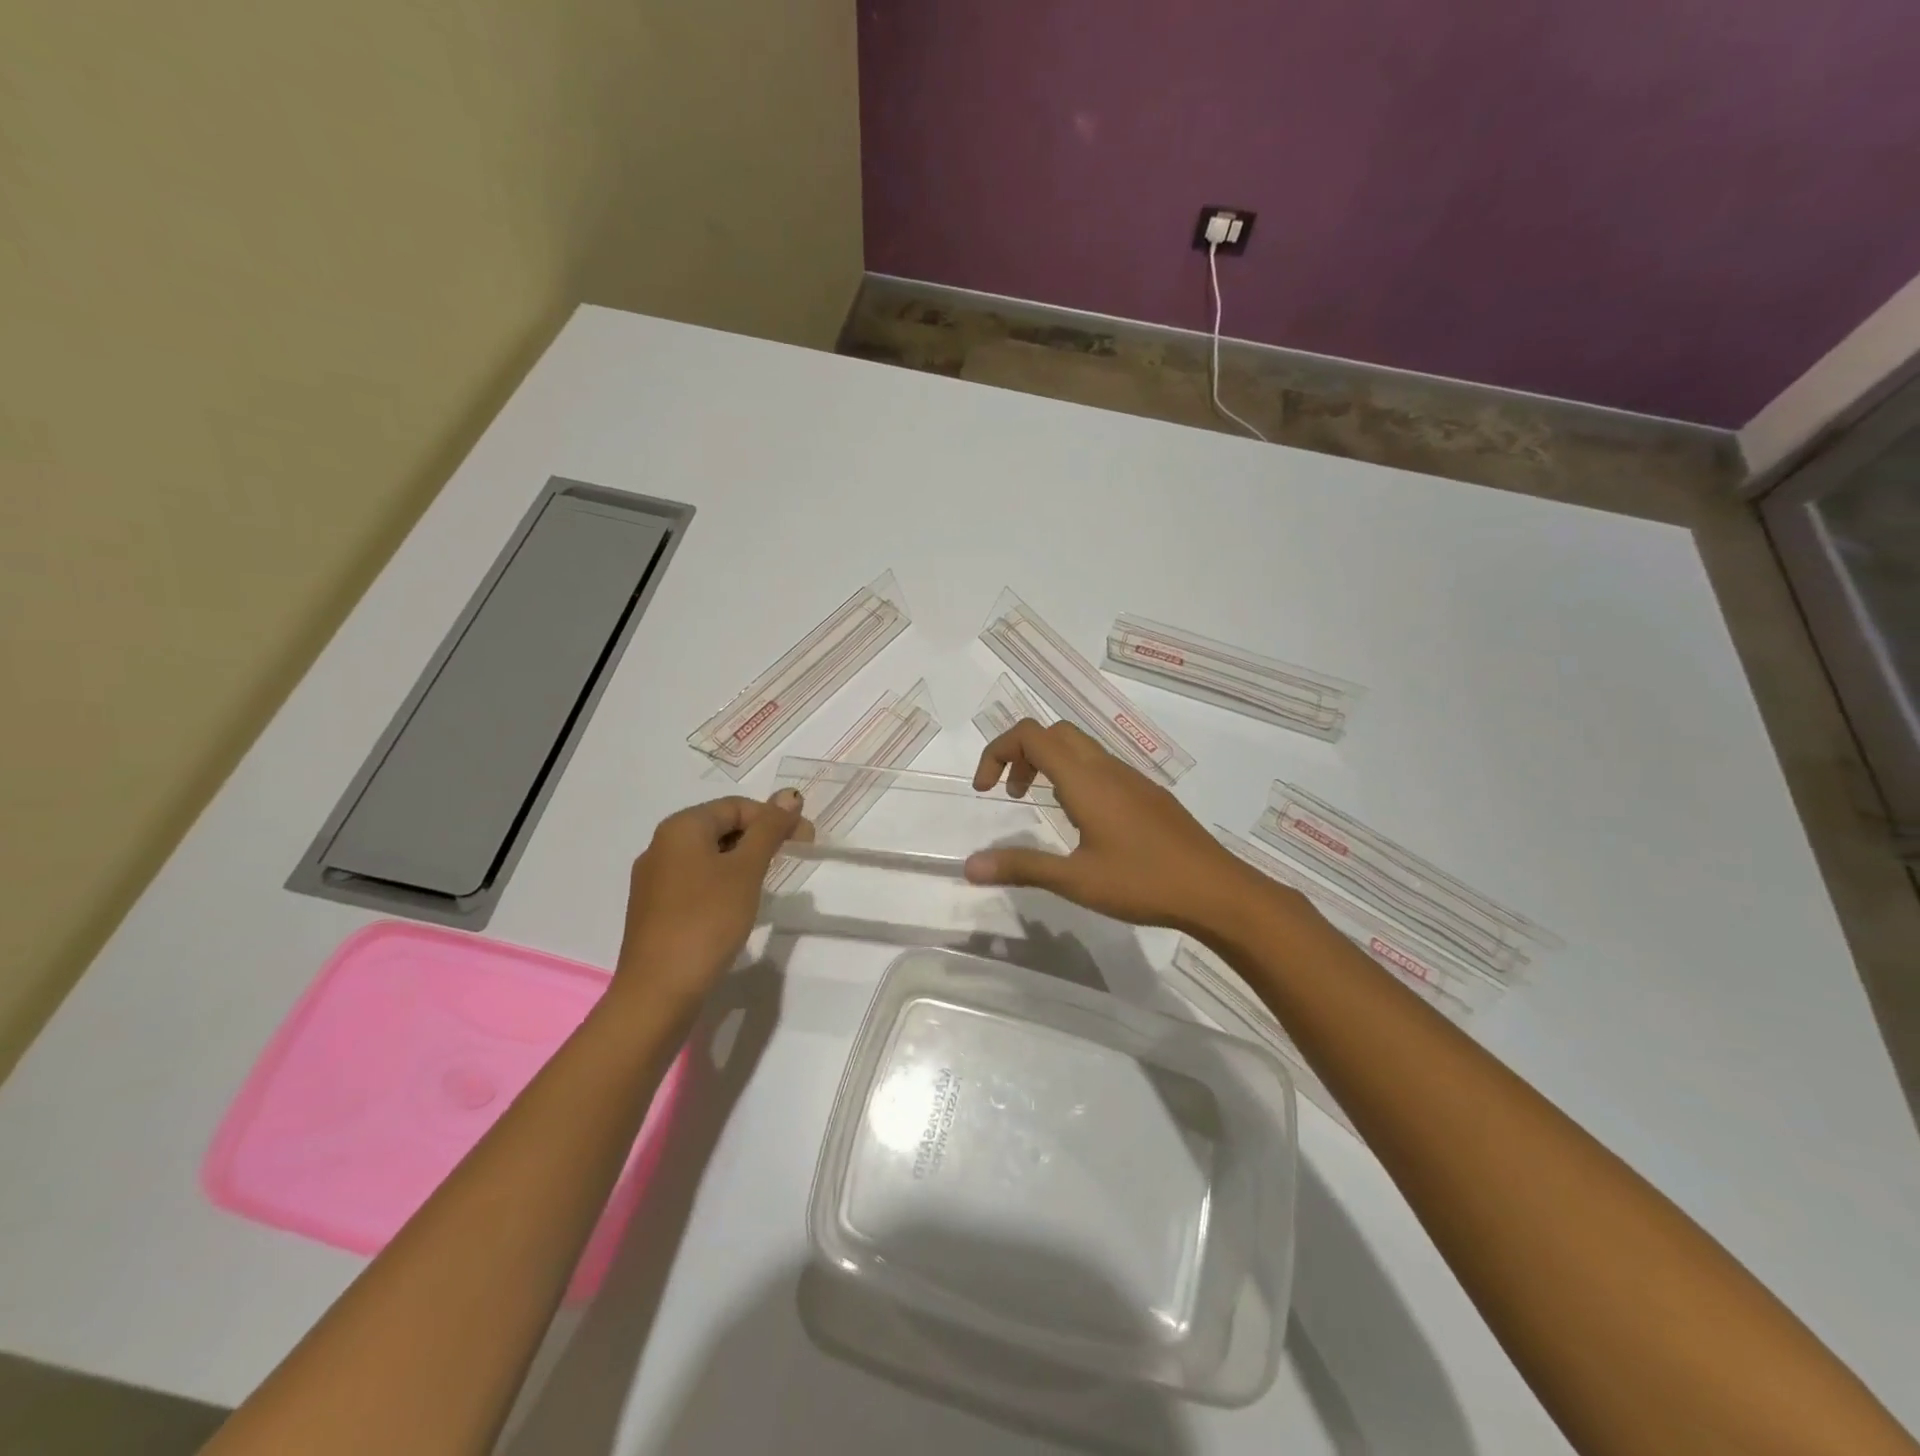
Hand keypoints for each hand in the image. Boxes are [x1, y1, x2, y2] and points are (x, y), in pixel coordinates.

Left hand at [613, 789, 810, 1010]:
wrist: (658, 991)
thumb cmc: (706, 921)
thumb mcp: (746, 870)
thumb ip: (769, 829)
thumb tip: (790, 794)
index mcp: (680, 828)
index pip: (736, 806)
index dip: (774, 818)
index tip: (805, 842)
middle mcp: (660, 845)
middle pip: (720, 827)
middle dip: (759, 838)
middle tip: (790, 860)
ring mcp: (653, 879)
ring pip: (708, 856)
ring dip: (742, 862)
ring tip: (765, 884)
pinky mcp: (654, 909)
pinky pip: (695, 880)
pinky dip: (722, 883)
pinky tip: (735, 907)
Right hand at [964, 719, 1284, 934]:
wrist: (1216, 890)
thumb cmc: (1143, 882)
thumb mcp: (1075, 880)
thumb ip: (1021, 867)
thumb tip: (970, 866)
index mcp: (1086, 779)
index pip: (1030, 735)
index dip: (997, 751)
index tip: (985, 789)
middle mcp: (1107, 768)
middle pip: (1054, 732)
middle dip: (1022, 753)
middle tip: (1013, 794)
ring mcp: (1132, 778)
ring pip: (1081, 748)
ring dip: (1050, 765)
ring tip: (1043, 808)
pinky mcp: (1149, 794)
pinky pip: (1102, 767)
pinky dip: (1076, 777)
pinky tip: (1084, 823)